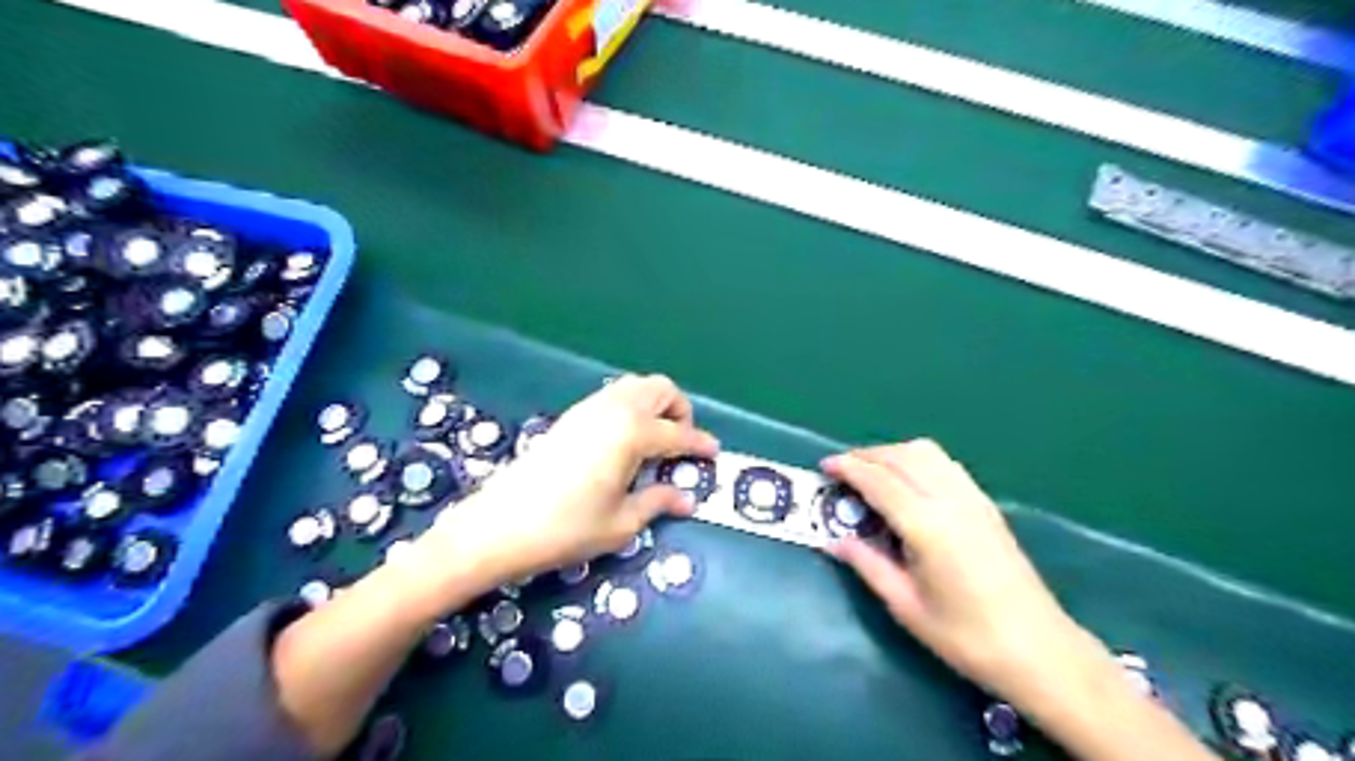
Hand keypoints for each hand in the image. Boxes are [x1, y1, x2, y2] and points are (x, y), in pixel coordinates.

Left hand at [412, 377, 725, 595]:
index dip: (700, 444)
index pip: (678, 433)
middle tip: (681, 443)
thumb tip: (685, 498)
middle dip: (680, 410)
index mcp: (632, 433)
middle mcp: (614, 409)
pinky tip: (625, 442)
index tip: (713, 454)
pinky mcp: (570, 416)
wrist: (499, 525)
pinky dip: (631, 408)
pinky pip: (613, 397)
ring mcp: (589, 408)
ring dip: (655, 404)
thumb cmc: (567, 528)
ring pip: (635, 386)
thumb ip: (657, 502)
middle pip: (660, 389)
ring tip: (656, 441)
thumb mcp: (621, 523)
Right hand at [819, 439, 1094, 701]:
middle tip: (841, 470)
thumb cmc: (966, 637)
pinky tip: (908, 482)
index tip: (824, 467)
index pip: (879, 480)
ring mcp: (973, 498)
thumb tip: (834, 541)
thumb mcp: (905, 606)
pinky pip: (945, 464)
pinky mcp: (986, 504)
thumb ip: (867, 564)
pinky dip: (917, 460)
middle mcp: (950, 500)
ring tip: (871, 472)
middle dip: (866, 455)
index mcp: (927, 525)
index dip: (848, 468)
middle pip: (901, 456)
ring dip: (893, 453)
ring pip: (926, 452)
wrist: (1039, 650)